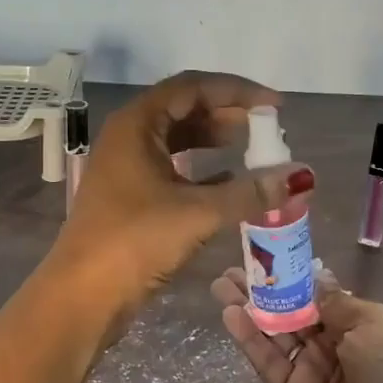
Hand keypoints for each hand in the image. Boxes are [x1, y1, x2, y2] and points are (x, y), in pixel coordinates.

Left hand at [52, 72, 311, 315]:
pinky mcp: (128, 196)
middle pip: (183, 109)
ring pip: (176, 140)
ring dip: (214, 142)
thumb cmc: (134, 241)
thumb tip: (300, 178)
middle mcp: (127, 137)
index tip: (274, 107)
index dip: (236, 91)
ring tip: (253, 150)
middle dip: (226, 115)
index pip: (191, 87)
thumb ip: (249, 193)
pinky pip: (171, 169)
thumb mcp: (197, 213)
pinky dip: (201, 171)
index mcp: (136, 124)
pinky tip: (229, 183)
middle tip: (267, 129)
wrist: (82, 296)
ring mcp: (125, 167)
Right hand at [210, 269, 382, 382]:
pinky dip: (249, 340)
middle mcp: (334, 348)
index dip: (292, 279)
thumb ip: (335, 303)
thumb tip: (313, 280)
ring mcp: (312, 375)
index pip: (318, 298)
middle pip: (292, 315)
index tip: (266, 257)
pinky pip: (269, 364)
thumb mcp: (374, 324)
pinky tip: (230, 314)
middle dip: (264, 292)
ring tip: (222, 284)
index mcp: (361, 327)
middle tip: (233, 270)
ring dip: (249, 310)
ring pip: (275, 336)